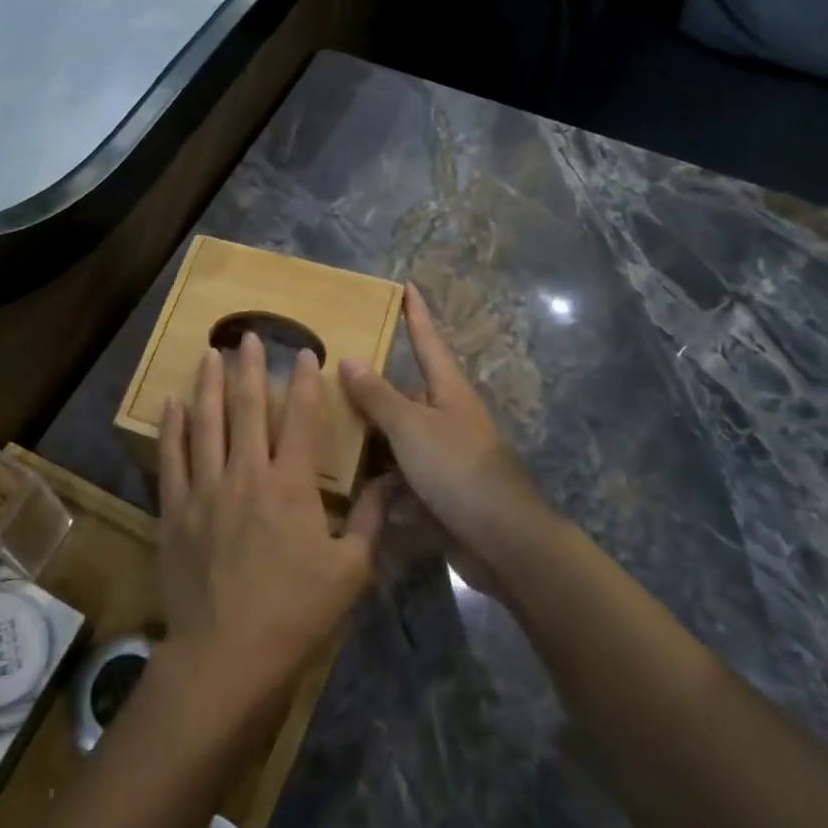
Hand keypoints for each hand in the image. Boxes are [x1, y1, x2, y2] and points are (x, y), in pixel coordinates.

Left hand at [157, 334, 385, 712]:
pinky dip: (171, 429)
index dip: (306, 383)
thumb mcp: (351, 571)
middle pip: (247, 409)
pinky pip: (171, 459)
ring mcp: (205, 490)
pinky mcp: (175, 511)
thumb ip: (371, 521)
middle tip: (248, 336)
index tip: (305, 353)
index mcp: (291, 486)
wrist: (228, 656)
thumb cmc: (297, 614)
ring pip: (206, 424)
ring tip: (209, 354)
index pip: (301, 419)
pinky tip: (171, 403)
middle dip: (249, 368)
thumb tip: (391, 481)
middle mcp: (246, 475)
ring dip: (208, 386)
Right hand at [339, 284, 550, 563]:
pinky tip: (346, 484)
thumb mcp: (412, 428)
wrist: (503, 540)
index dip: (416, 314)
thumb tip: (349, 359)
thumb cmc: (458, 470)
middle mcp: (446, 417)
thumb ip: (378, 396)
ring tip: (323, 430)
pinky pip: (399, 475)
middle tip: (329, 378)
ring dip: (368, 439)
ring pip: (397, 437)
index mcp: (447, 391)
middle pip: (404, 393)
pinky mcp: (438, 491)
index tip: (405, 286)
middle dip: (370, 389)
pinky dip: (378, 479)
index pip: (427, 341)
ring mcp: (443, 456)